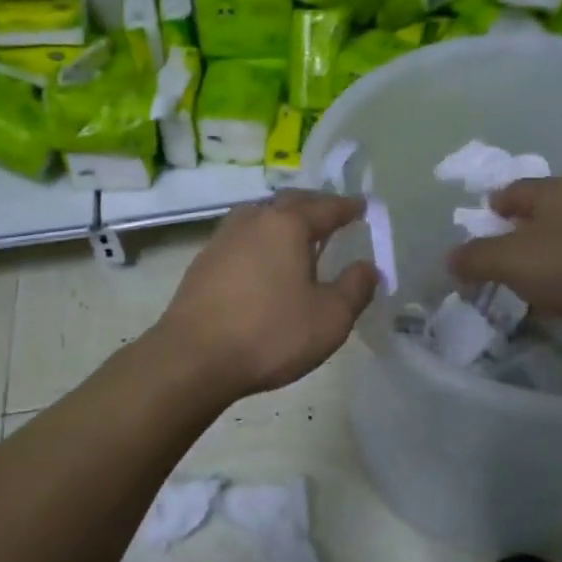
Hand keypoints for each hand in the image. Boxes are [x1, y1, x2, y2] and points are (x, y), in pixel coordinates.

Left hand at [154, 190, 378, 399]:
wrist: (192, 358)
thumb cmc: (269, 334)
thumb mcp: (330, 318)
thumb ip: (355, 288)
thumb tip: (368, 267)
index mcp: (286, 224)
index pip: (325, 207)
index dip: (348, 207)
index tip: (362, 207)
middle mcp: (253, 220)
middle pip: (290, 202)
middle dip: (315, 206)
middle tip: (333, 215)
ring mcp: (223, 238)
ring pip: (261, 216)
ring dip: (284, 220)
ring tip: (300, 235)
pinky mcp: (203, 262)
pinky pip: (243, 237)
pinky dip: (262, 239)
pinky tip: (265, 261)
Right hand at [447, 177, 561, 361]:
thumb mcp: (512, 262)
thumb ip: (475, 258)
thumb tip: (450, 258)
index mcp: (554, 190)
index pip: (510, 191)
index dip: (488, 211)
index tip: (476, 235)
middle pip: (538, 215)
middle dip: (515, 238)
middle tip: (498, 266)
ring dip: (544, 260)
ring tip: (528, 289)